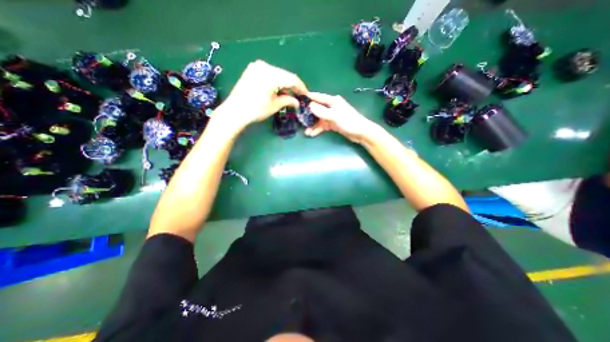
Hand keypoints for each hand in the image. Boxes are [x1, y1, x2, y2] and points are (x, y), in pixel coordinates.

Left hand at [216, 58, 307, 128]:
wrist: (235, 111)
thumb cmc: (256, 110)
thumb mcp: (274, 105)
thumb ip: (288, 100)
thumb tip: (297, 102)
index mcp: (270, 75)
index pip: (292, 79)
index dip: (301, 87)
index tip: (306, 95)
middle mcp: (264, 66)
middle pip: (285, 75)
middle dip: (293, 85)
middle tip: (299, 95)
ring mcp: (257, 66)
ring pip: (278, 74)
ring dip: (285, 83)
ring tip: (291, 93)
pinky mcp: (252, 69)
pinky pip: (270, 74)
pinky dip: (276, 81)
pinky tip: (280, 89)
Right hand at [305, 91, 376, 142]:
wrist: (361, 133)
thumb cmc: (350, 122)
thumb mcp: (335, 117)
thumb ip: (323, 112)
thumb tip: (310, 106)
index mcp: (333, 101)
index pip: (318, 97)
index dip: (308, 98)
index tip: (297, 99)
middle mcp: (331, 107)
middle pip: (317, 109)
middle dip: (308, 115)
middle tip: (300, 120)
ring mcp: (332, 116)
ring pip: (319, 119)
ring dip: (313, 125)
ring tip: (306, 132)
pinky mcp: (333, 124)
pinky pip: (323, 125)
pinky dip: (318, 129)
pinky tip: (312, 134)